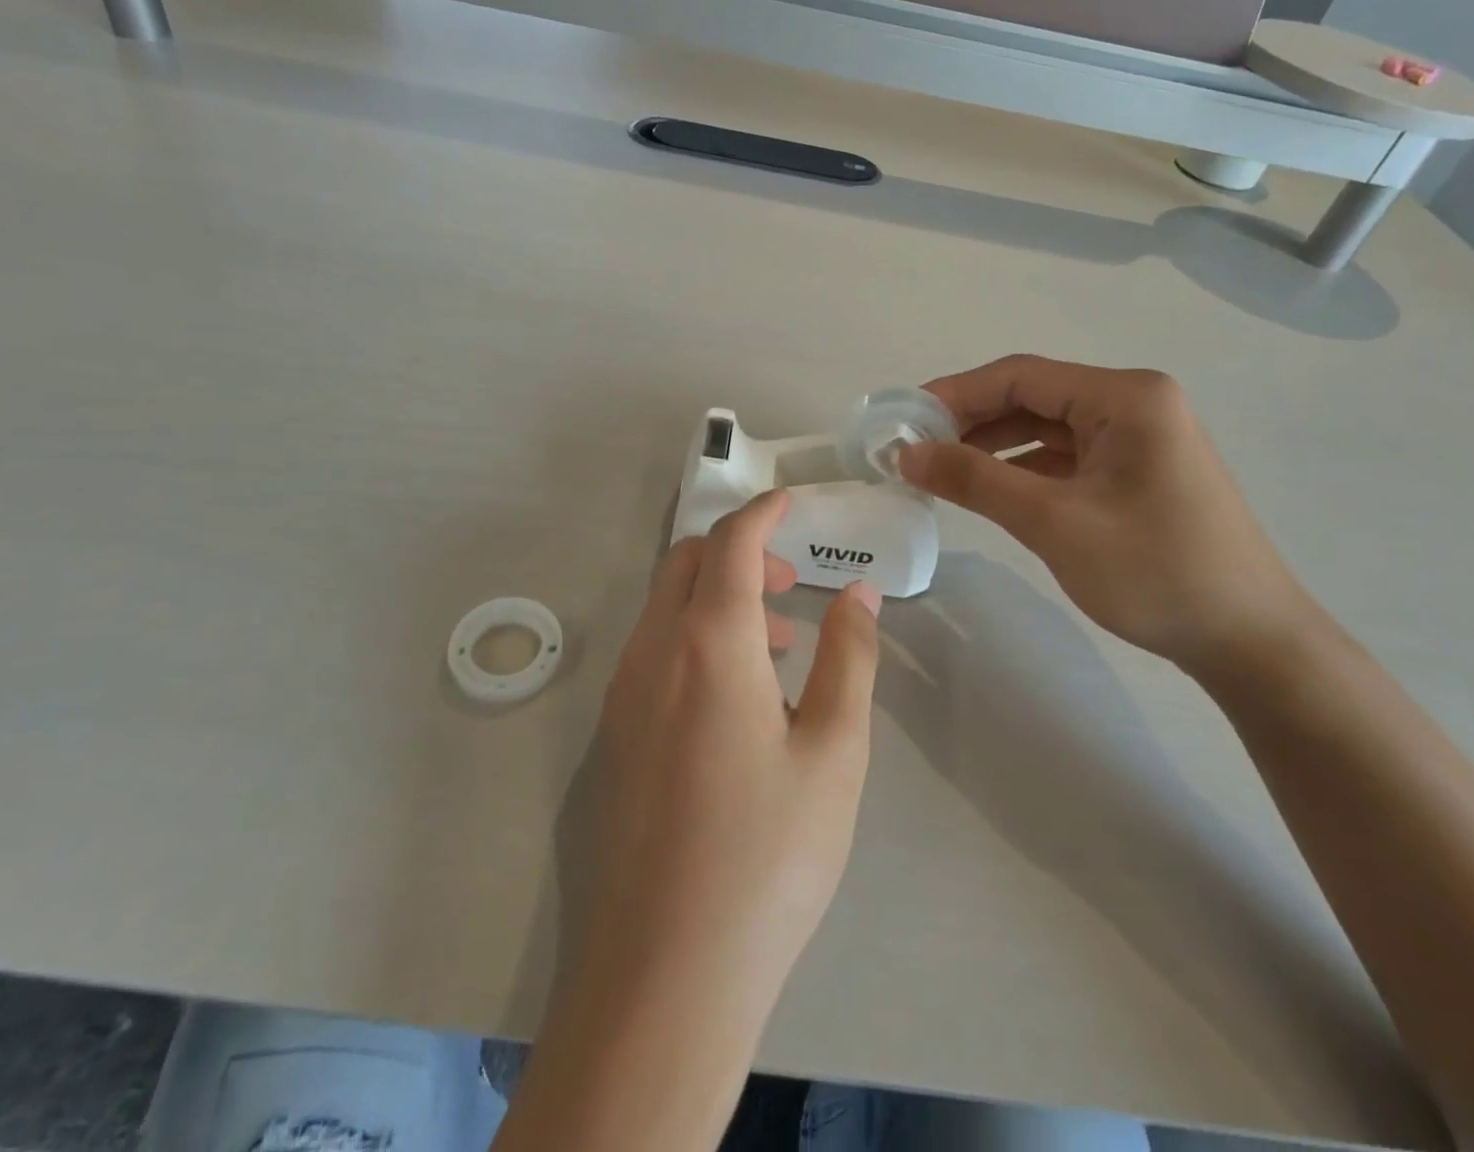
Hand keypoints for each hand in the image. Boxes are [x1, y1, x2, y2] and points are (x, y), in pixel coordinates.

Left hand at [492, 490, 881, 1151]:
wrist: (666, 971)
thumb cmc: (767, 855)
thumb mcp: (833, 752)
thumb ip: (848, 658)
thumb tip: (860, 594)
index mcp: (707, 644)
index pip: (730, 543)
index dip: (763, 512)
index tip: (792, 501)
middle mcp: (652, 653)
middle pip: (686, 561)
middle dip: (738, 551)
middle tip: (791, 581)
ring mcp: (623, 694)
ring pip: (664, 605)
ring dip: (716, 595)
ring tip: (775, 641)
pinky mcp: (614, 733)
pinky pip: (652, 649)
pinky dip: (693, 635)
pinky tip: (734, 694)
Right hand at [899, 355, 1324, 674]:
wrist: (1250, 642)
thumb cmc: (1155, 572)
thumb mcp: (1054, 522)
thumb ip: (976, 480)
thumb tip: (907, 453)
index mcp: (1126, 397)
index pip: (1021, 375)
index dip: (956, 393)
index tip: (904, 418)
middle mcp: (1135, 404)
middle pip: (1033, 397)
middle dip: (971, 420)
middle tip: (915, 448)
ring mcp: (1139, 438)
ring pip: (1046, 427)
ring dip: (993, 445)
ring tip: (940, 468)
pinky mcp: (1137, 472)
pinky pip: (1066, 457)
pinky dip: (1023, 468)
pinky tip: (989, 488)